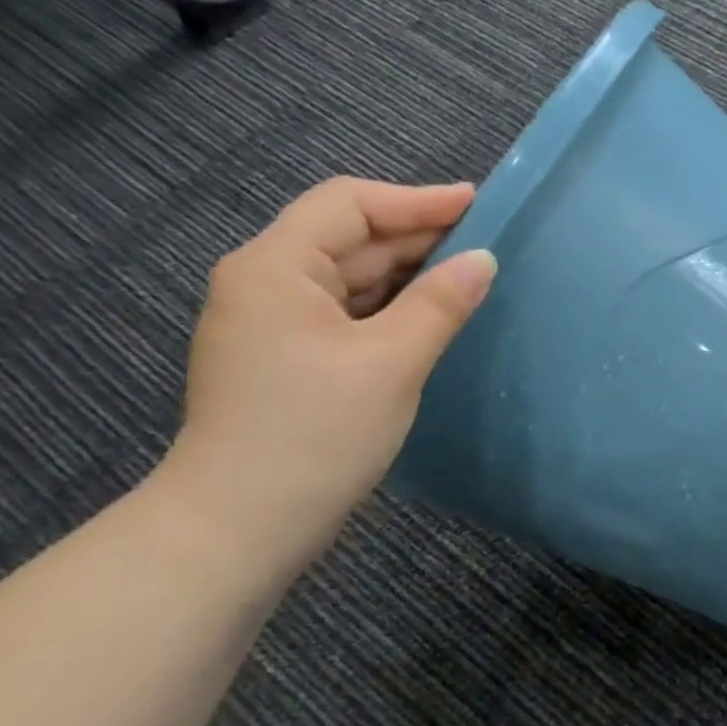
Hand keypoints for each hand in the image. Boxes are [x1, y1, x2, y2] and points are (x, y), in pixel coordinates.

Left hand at [168, 178, 495, 562]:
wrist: (242, 525)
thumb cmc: (317, 432)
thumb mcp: (392, 361)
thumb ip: (440, 303)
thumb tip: (484, 259)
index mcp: (276, 267)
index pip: (350, 205)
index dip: (417, 200)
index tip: (477, 204)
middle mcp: (265, 283)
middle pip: (348, 237)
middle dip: (416, 236)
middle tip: (485, 242)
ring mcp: (272, 323)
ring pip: (349, 277)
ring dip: (407, 273)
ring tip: (469, 275)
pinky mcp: (286, 358)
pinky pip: (346, 312)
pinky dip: (390, 306)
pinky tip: (431, 316)